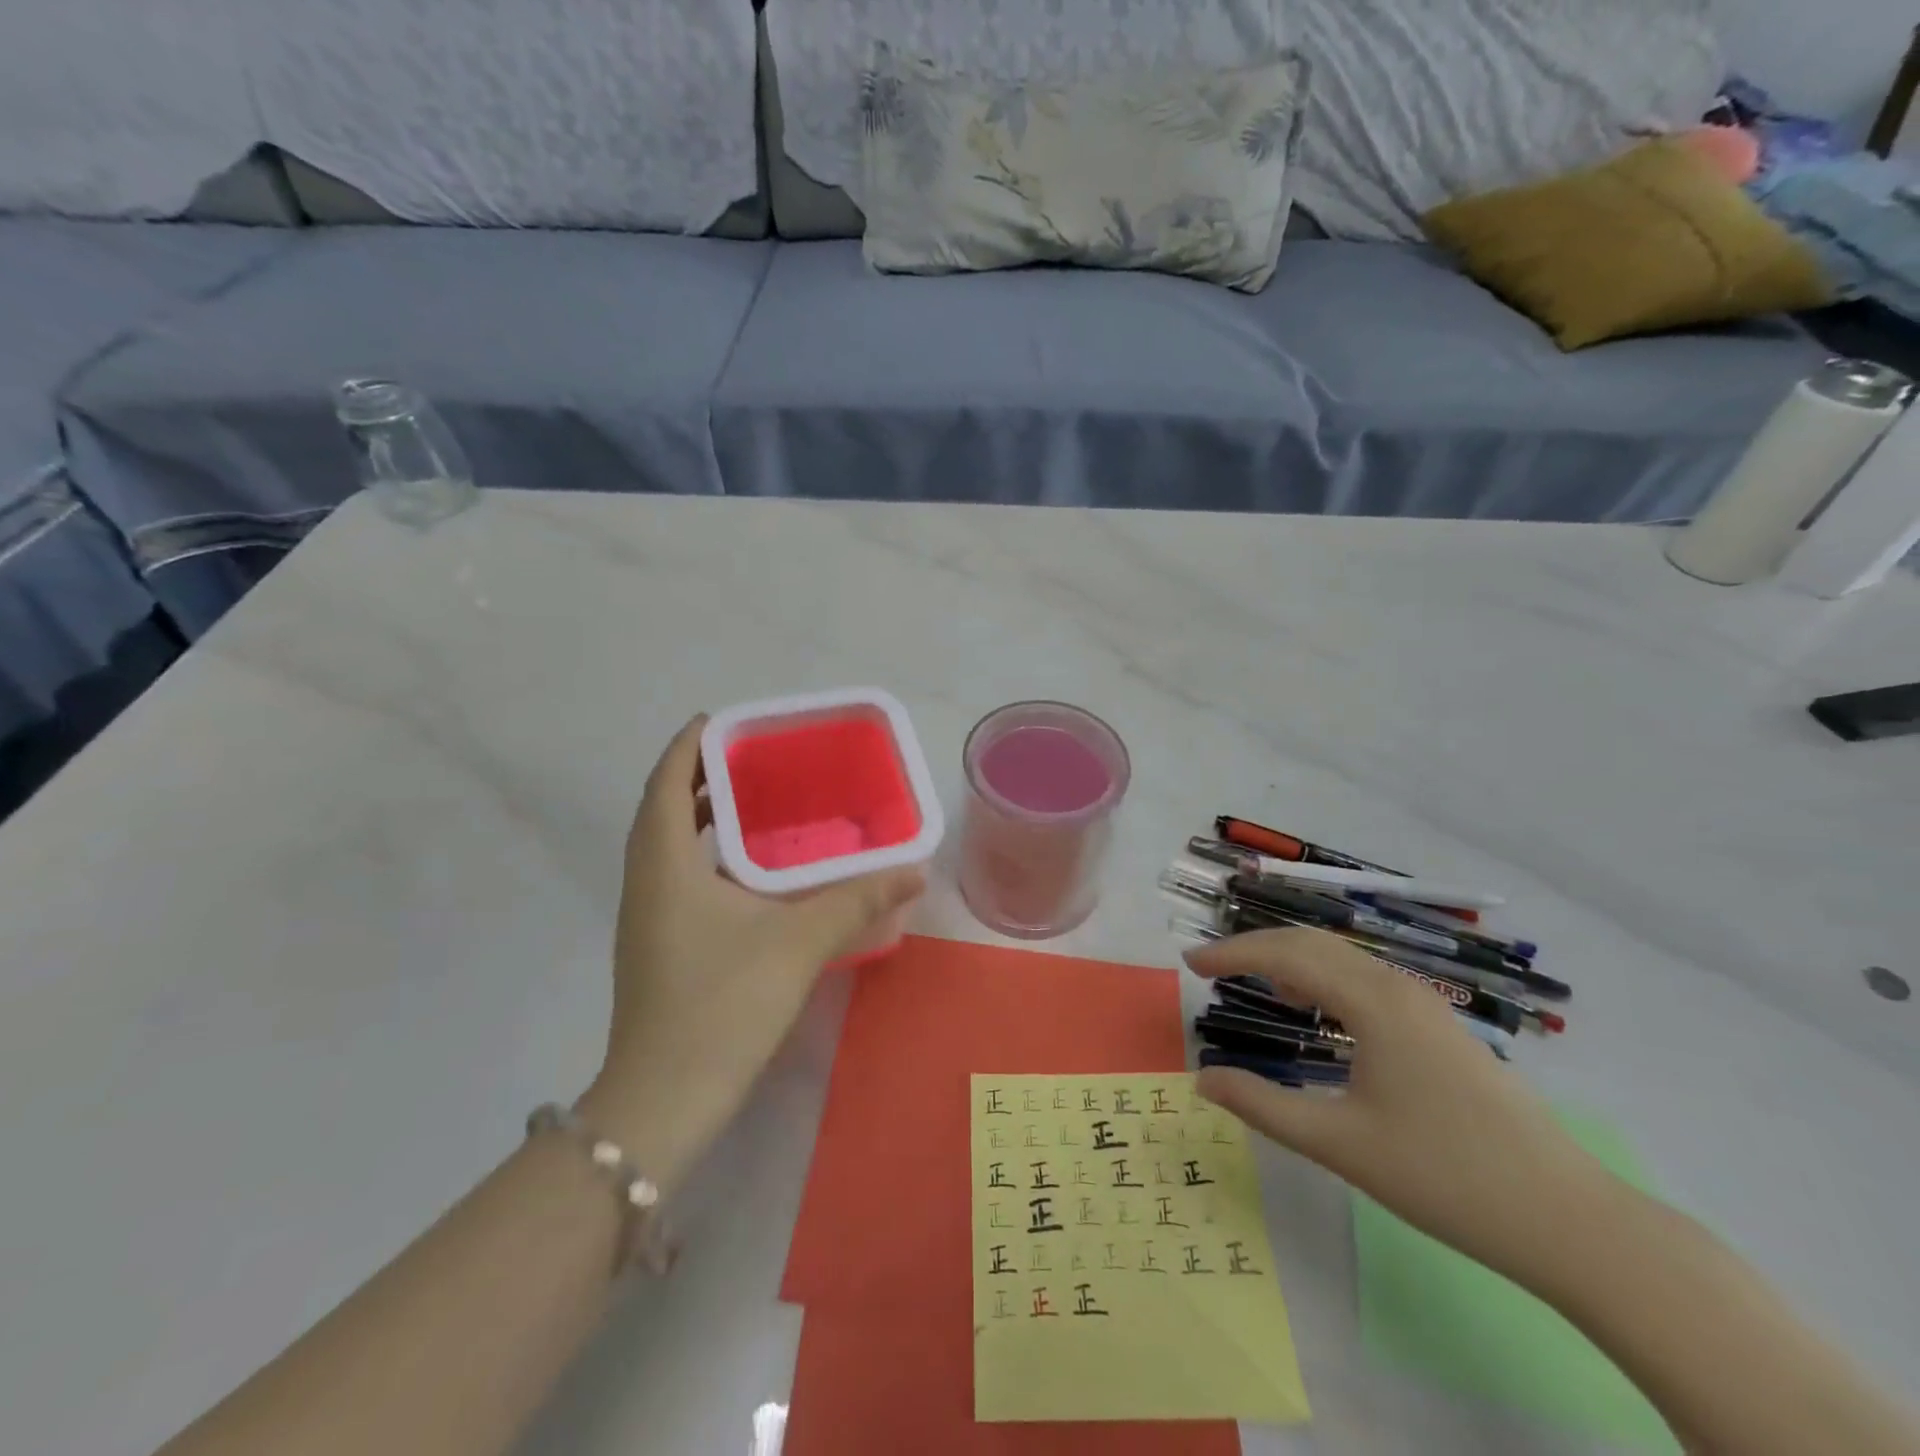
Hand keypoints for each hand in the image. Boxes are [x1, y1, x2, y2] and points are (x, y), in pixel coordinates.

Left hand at [578, 717, 924, 1192]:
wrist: (665, 1100)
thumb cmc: (723, 1004)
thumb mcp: (798, 942)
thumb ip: (857, 900)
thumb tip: (914, 868)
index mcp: (664, 864)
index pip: (664, 782)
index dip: (688, 745)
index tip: (723, 720)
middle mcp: (646, 882)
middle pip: (662, 809)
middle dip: (699, 777)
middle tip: (753, 760)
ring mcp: (646, 917)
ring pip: (667, 846)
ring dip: (700, 818)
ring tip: (755, 805)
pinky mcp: (657, 946)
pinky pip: (676, 876)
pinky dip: (706, 856)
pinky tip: (751, 873)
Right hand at [1189, 928, 1613, 1280]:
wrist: (1569, 1219)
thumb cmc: (1445, 1176)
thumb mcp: (1339, 1143)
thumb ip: (1262, 1106)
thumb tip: (1202, 1079)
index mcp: (1373, 1001)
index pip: (1286, 954)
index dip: (1232, 953)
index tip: (1188, 962)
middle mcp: (1398, 986)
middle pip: (1313, 942)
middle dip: (1256, 947)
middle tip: (1210, 966)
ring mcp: (1426, 1005)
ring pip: (1342, 958)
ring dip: (1291, 961)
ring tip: (1255, 985)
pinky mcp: (1440, 1027)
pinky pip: (1367, 980)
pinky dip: (1325, 980)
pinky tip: (1317, 1012)